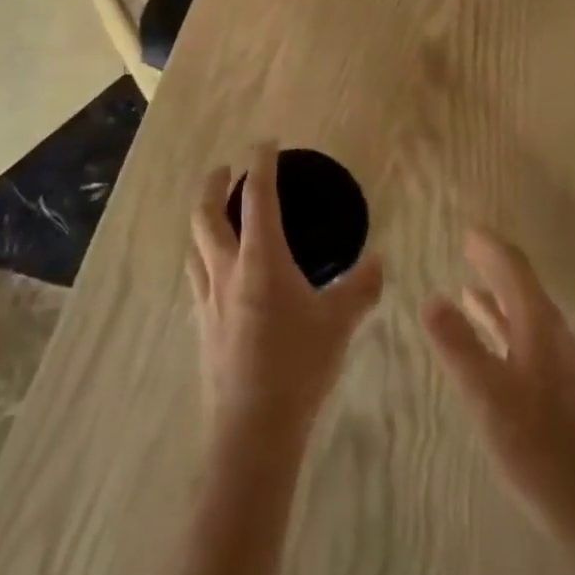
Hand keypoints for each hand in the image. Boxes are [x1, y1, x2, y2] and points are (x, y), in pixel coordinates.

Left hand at [188, 144, 384, 440]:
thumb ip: (361, 286)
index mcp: (261, 260)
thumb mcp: (339, 323)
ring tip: (216, 216)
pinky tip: (219, 275)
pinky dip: (205, 261)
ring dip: (203, 222)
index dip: (261, 164)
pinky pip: (197, 279)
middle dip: (213, 184)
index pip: (257, 197)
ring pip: (194, 247)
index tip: (266, 143)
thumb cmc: (298, 367)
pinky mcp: (202, 328)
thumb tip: (379, 260)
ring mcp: (208, 300)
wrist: (252, 432)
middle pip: (205, 215)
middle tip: (226, 168)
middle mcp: (227, 271)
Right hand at [422, 229, 574, 545]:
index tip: (467, 229)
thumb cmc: (540, 450)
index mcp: (540, 326)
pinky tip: (489, 344)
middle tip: (467, 247)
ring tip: (467, 286)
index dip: (490, 247)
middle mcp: (553, 336)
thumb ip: (458, 345)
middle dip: (494, 265)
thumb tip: (430, 297)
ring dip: (497, 297)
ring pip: (524, 316)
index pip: (514, 269)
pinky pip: (526, 341)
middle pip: (522, 287)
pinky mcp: (560, 393)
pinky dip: (503, 329)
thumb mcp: (488, 396)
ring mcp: (560, 366)